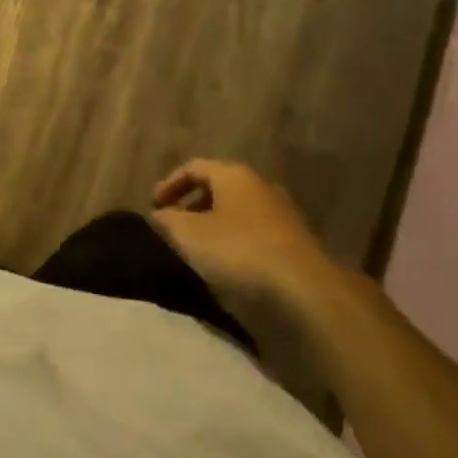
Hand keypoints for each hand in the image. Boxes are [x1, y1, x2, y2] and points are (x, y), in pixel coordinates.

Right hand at [150, 159, 351, 331]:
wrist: (304, 289)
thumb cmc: (238, 250)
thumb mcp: (188, 235)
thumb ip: (167, 220)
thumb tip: (160, 215)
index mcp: (234, 175)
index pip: (194, 167)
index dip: (169, 184)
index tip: (153, 207)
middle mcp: (260, 186)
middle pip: (219, 188)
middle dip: (192, 205)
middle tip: (175, 227)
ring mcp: (282, 214)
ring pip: (238, 212)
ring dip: (215, 225)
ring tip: (199, 249)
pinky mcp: (295, 242)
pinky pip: (255, 233)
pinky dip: (236, 242)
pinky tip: (228, 265)